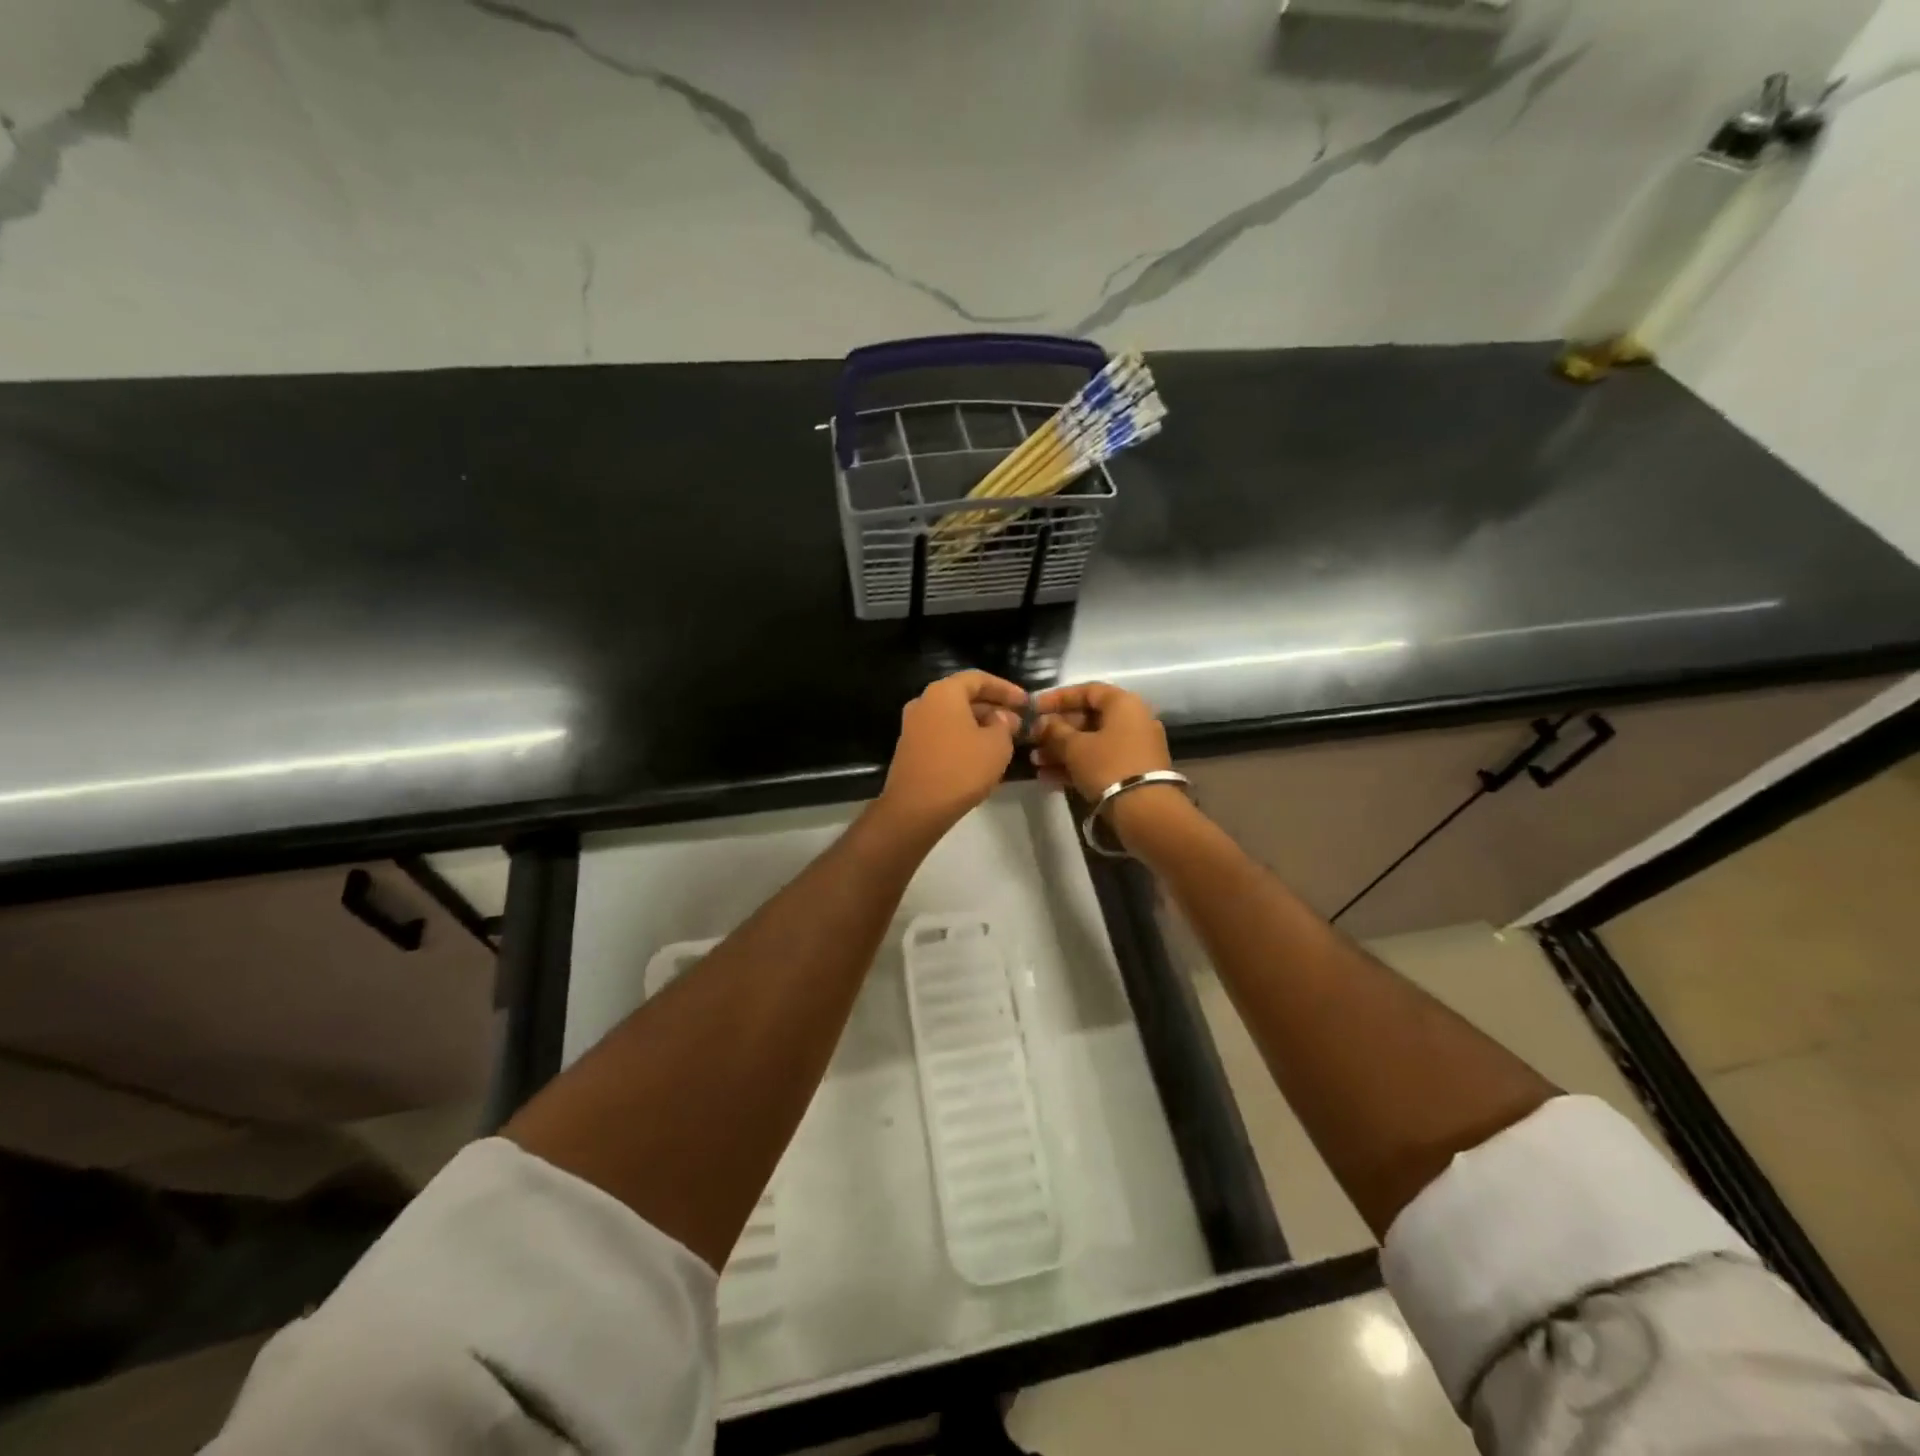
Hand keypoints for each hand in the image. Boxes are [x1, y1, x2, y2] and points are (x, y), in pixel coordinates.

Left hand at [878, 670, 1026, 840]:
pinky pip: (943, 735)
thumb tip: (1002, 717)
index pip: (979, 679)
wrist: (915, 808)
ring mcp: (913, 727)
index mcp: (943, 693)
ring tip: (1004, 740)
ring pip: (953, 717)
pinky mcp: (910, 749)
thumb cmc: (961, 769)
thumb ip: (1005, 724)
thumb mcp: (997, 745)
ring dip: (979, 725)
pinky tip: (981, 756)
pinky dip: (964, 739)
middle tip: (1018, 723)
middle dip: (993, 708)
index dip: (1006, 689)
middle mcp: (924, 703)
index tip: (1026, 703)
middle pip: (964, 697)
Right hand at [1029, 681, 1171, 799]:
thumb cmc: (1108, 766)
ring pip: (1091, 743)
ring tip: (1035, 762)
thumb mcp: (1075, 747)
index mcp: (1123, 704)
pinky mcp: (1132, 772)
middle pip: (1088, 718)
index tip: (1034, 708)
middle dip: (1056, 730)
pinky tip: (1048, 777)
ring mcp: (1134, 748)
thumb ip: (1054, 731)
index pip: (1087, 691)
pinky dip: (1076, 766)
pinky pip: (1099, 761)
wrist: (1146, 811)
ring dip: (1061, 751)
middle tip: (1032, 740)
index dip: (1058, 697)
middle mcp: (1133, 721)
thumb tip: (1041, 723)